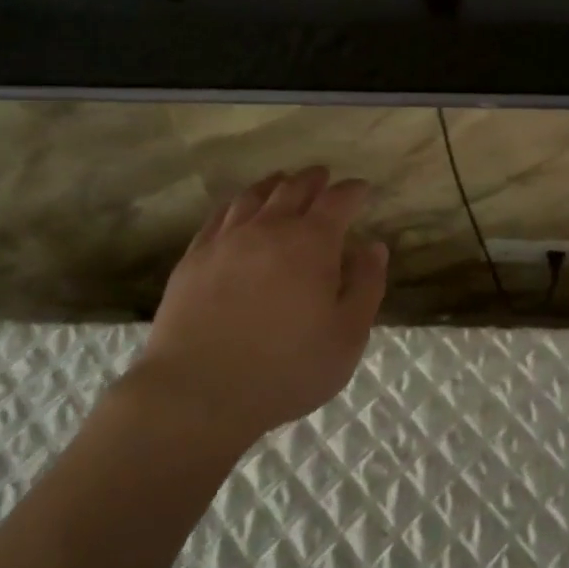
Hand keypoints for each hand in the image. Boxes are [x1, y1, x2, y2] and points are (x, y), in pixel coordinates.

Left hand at [125, 168, 388, 449]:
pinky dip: (237, 204)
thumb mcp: (346, 336)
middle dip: (313, 179)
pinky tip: (238, 211)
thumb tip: (374, 247)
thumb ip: (366, 286)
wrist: (198, 391)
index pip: (337, 201)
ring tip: (282, 182)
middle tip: (323, 177)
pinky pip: (219, 216)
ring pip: (254, 196)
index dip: (352, 191)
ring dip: (274, 184)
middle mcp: (269, 228)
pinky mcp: (195, 257)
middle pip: (293, 188)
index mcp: (312, 242)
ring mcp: (227, 240)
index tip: (361, 189)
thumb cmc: (286, 368)